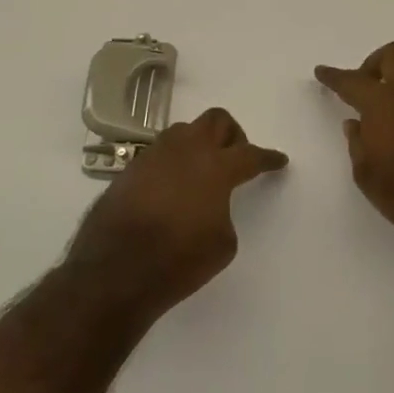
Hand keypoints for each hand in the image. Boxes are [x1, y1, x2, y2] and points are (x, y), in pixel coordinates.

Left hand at [67, 107, 286, 323]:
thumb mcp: (223, 244)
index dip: (268, 158)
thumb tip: (210, 203)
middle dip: (232, 135)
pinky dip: (173, 162)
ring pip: (184, 130)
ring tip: (201, 170)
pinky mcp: (130, 169)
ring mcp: (154, 156)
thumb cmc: (178, 260)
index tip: (278, 160)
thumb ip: (224, 211)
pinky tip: (172, 186)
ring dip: (199, 143)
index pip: (251, 154)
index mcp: (216, 167)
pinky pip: (160, 153)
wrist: (114, 272)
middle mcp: (186, 150)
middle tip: (236, 157)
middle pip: (216, 120)